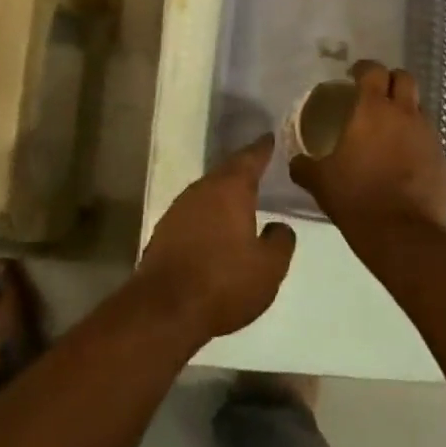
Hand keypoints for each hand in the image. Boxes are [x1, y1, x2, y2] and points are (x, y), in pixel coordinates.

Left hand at [135, 137, 296, 342]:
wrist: (165, 308)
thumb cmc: (224, 282)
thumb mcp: (268, 268)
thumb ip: (280, 242)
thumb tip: (279, 226)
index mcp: (230, 189)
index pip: (250, 158)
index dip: (263, 148)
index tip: (270, 137)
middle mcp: (202, 189)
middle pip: (226, 172)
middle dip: (243, 169)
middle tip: (259, 165)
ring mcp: (179, 208)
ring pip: (208, 191)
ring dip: (224, 192)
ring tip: (242, 197)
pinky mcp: (165, 230)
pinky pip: (195, 211)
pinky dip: (209, 212)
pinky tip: (216, 226)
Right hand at [291, 60, 445, 232]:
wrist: (402, 235)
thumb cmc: (356, 197)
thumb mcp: (320, 181)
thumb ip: (305, 165)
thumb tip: (296, 162)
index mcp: (372, 110)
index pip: (372, 70)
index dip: (363, 68)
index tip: (353, 75)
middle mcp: (405, 114)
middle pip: (404, 78)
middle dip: (390, 80)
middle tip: (375, 95)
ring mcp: (428, 136)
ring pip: (420, 108)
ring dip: (406, 111)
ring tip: (390, 130)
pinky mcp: (443, 160)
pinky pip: (429, 139)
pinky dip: (417, 141)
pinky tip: (404, 160)